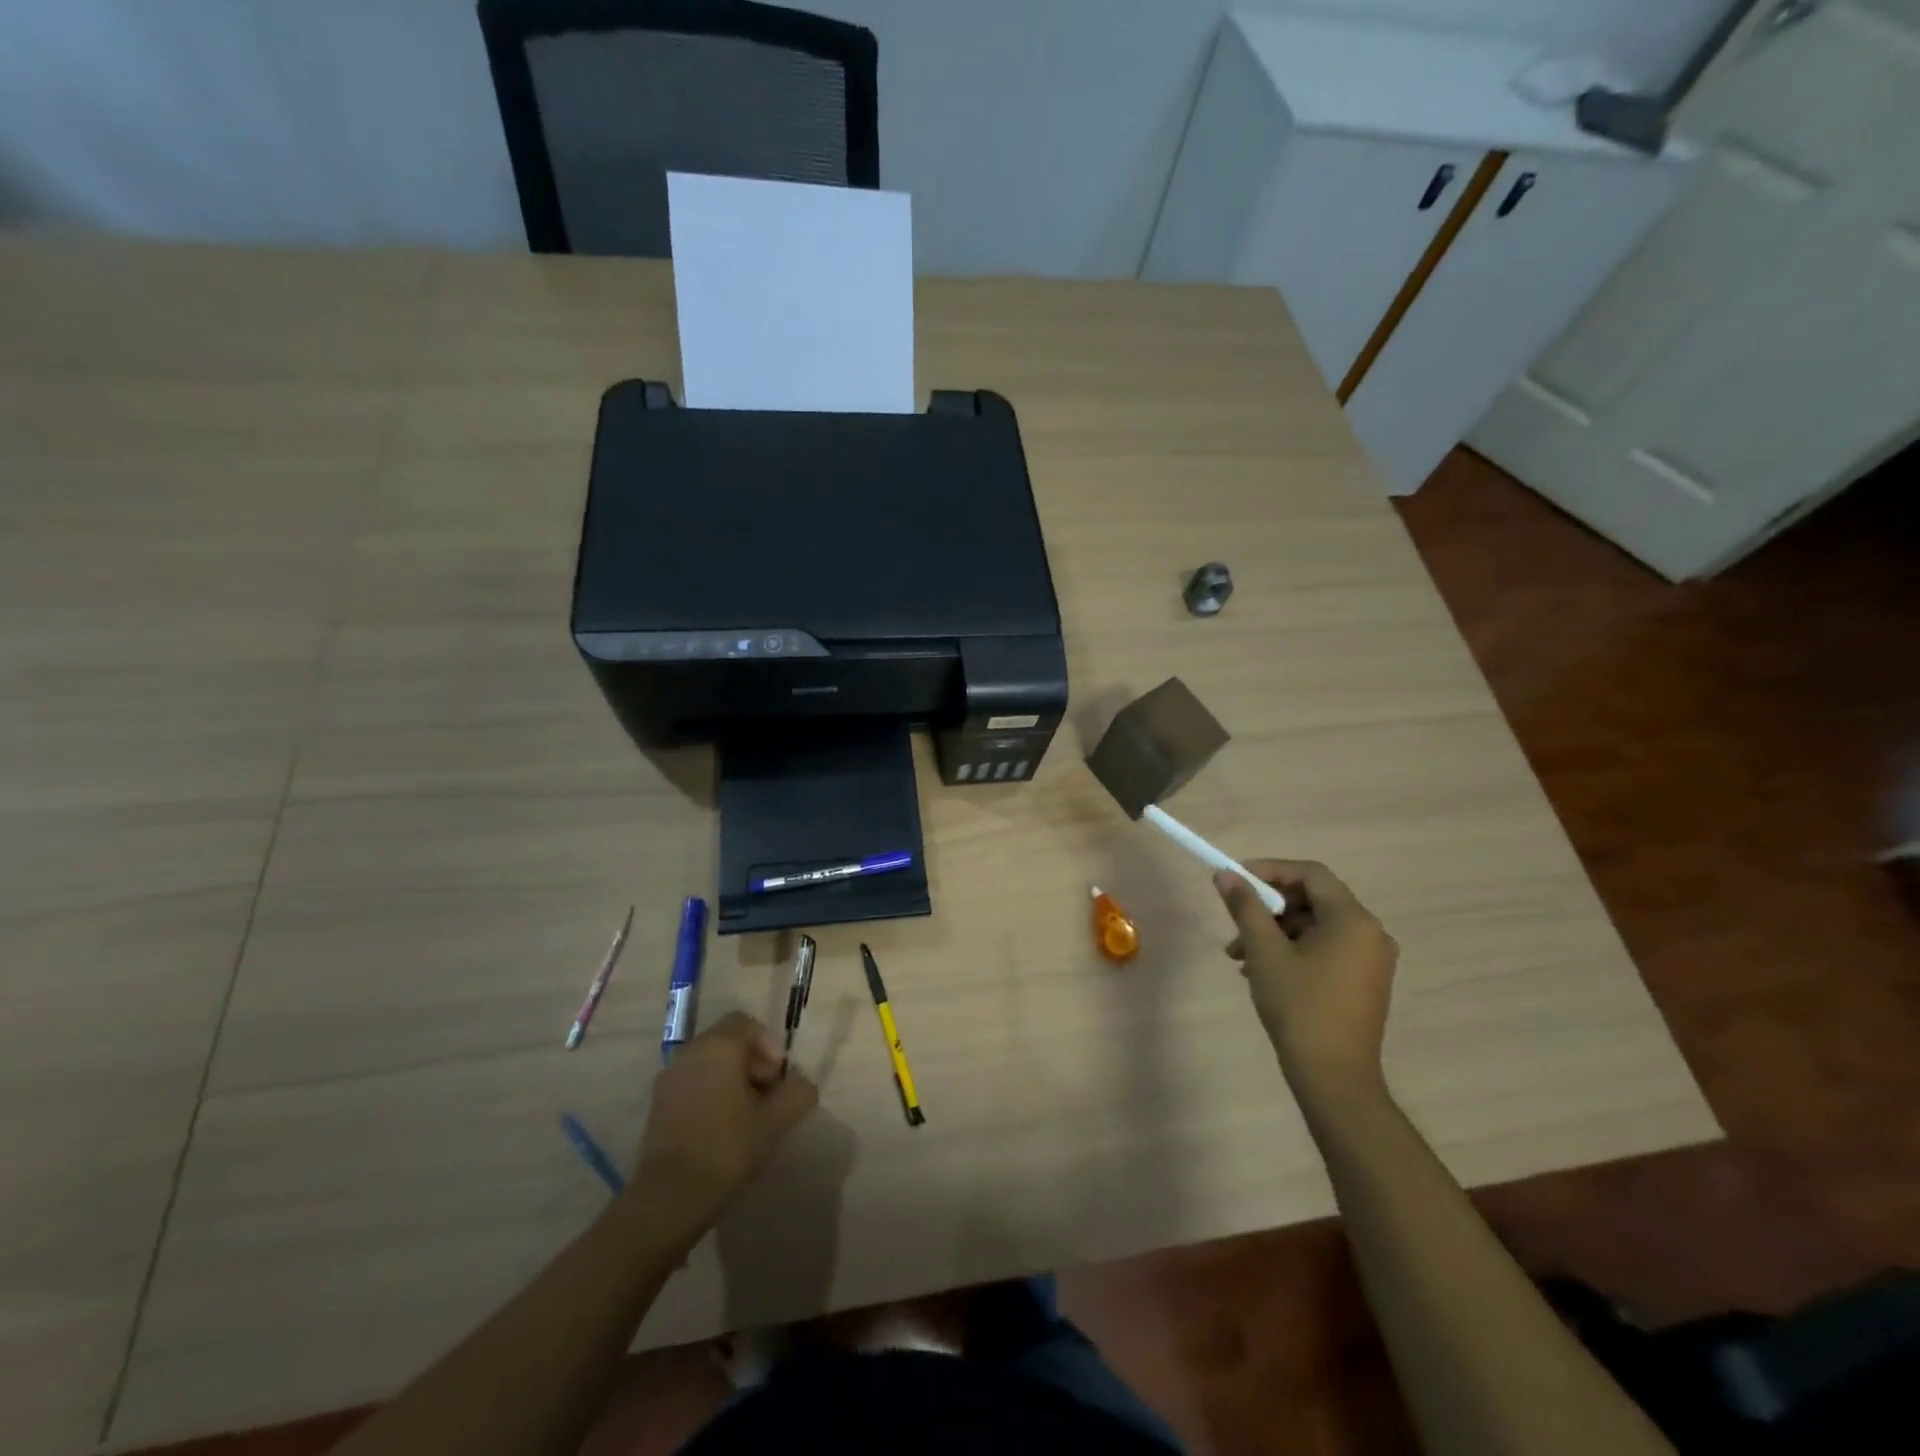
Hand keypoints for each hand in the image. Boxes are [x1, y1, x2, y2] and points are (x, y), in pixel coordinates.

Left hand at [634, 1012, 817, 1221]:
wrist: (668, 1197)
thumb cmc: (726, 1149)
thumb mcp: (775, 1122)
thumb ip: (798, 1094)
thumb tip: (804, 1085)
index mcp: (718, 1047)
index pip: (746, 1023)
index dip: (768, 1045)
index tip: (777, 1078)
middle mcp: (690, 1052)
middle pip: (728, 1041)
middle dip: (752, 1063)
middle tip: (766, 1097)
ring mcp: (670, 1077)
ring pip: (709, 1062)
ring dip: (731, 1079)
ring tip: (746, 1116)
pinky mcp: (658, 1103)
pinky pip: (692, 1082)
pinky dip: (710, 1093)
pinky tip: (721, 1128)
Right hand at [1215, 860, 1398, 1099]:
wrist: (1334, 1078)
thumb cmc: (1299, 1007)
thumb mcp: (1265, 952)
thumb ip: (1245, 907)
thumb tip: (1225, 874)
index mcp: (1353, 920)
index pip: (1310, 874)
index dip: (1270, 870)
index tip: (1236, 880)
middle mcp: (1370, 933)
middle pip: (1313, 899)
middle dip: (1268, 908)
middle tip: (1235, 923)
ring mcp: (1371, 960)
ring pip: (1315, 927)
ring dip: (1275, 932)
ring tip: (1239, 957)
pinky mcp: (1364, 982)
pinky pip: (1325, 949)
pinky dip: (1293, 950)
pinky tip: (1262, 971)